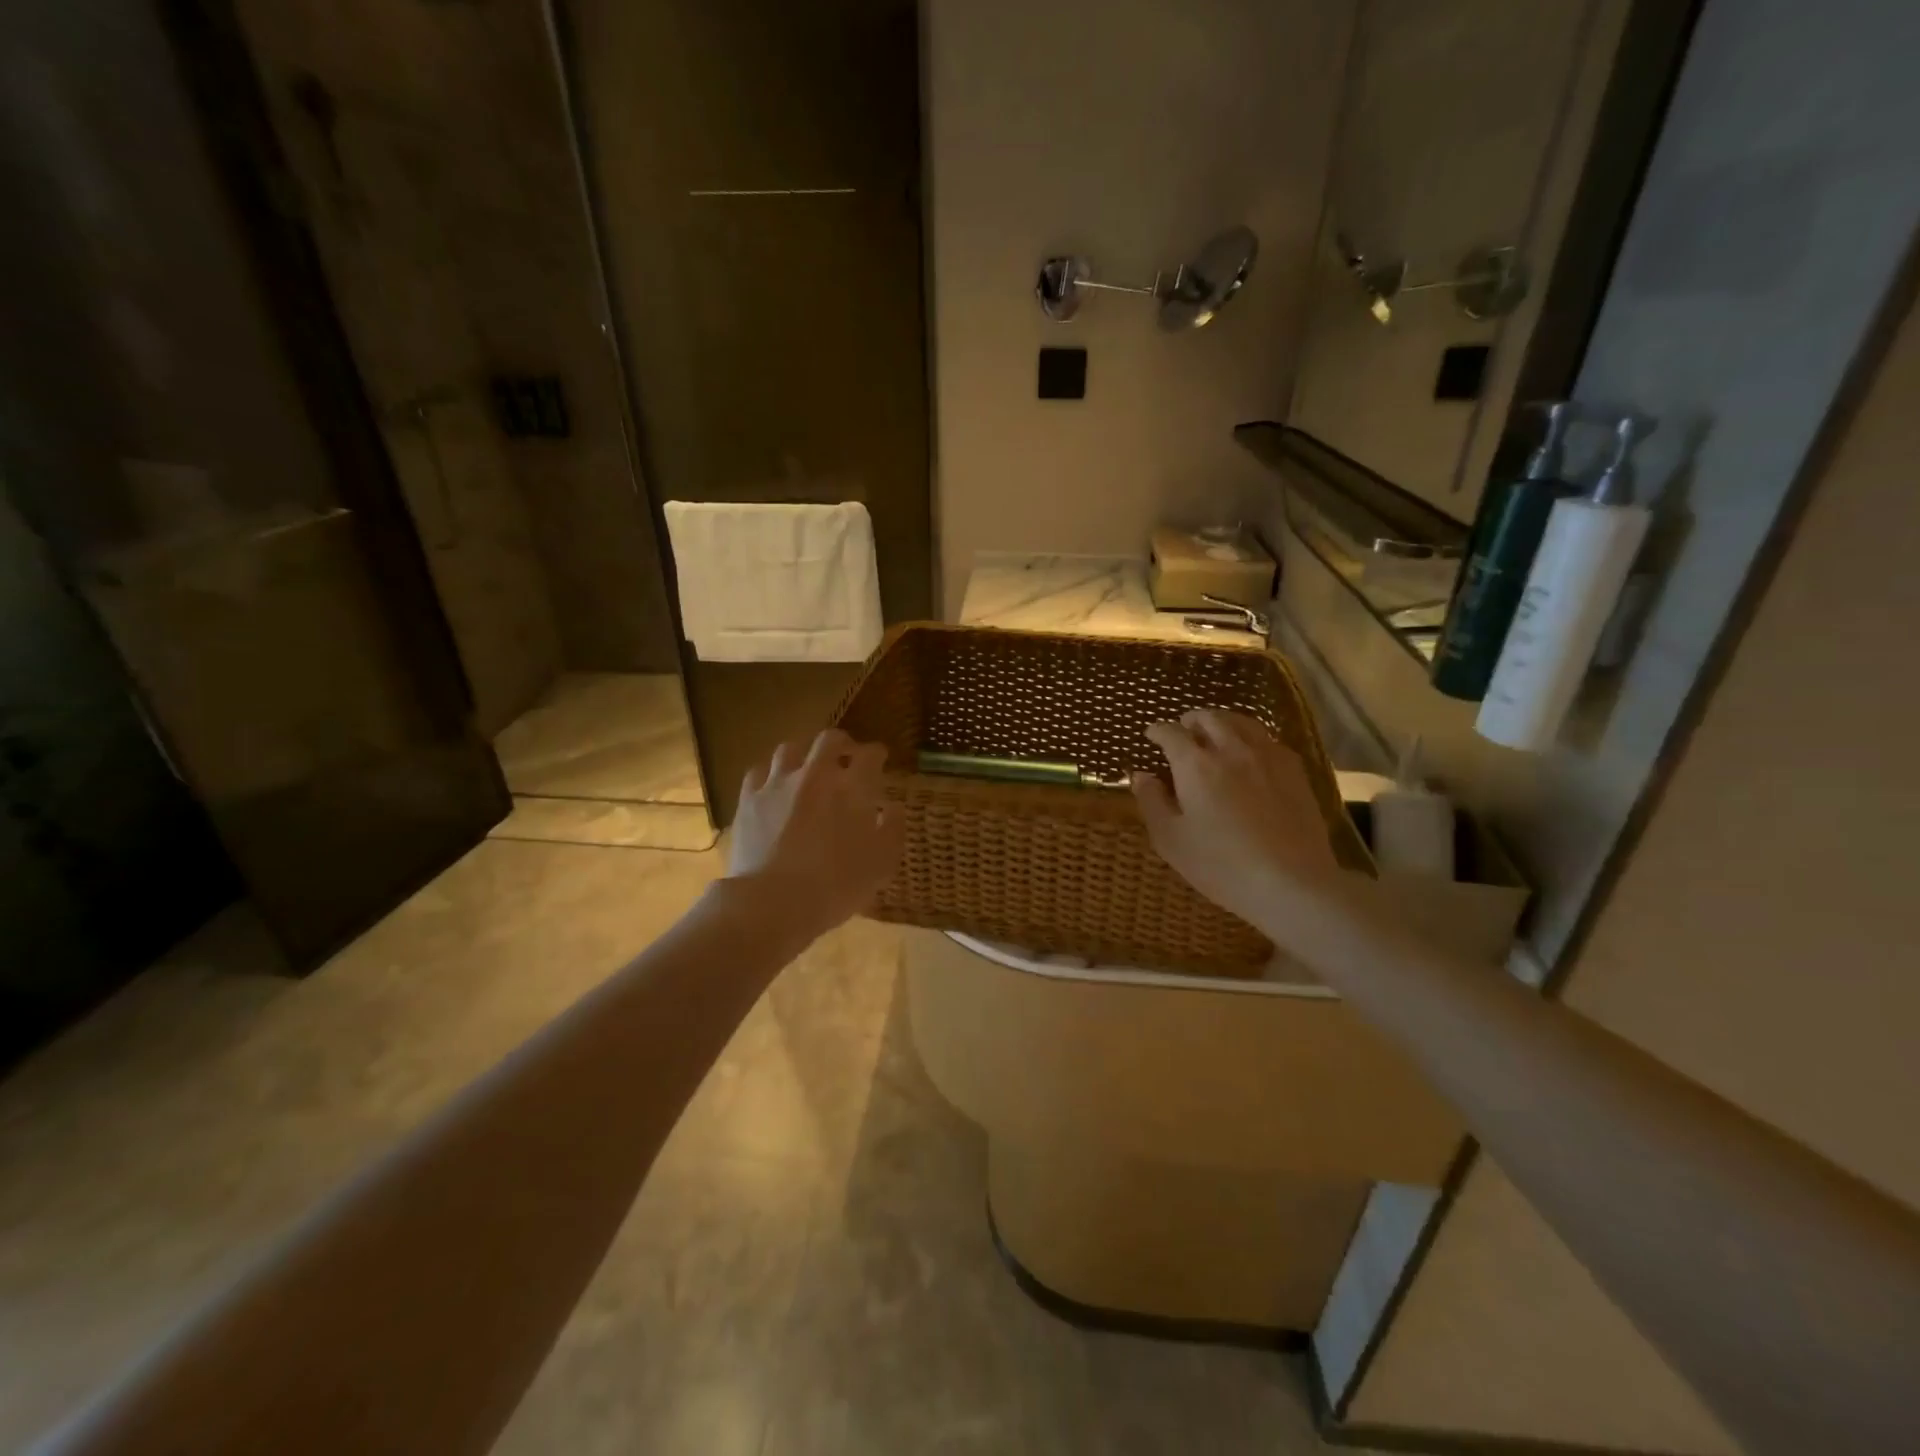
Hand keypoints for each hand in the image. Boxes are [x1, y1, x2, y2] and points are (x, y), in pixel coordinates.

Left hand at [728, 729, 904, 939]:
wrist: (773, 902)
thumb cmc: (836, 886)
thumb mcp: (882, 864)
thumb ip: (892, 829)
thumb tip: (892, 808)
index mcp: (853, 788)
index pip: (870, 756)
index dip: (877, 754)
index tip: (880, 759)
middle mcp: (815, 775)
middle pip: (829, 741)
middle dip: (842, 744)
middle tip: (847, 755)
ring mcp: (778, 784)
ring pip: (790, 749)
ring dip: (804, 754)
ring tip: (807, 768)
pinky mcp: (749, 800)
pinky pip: (759, 772)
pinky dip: (770, 774)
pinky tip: (773, 786)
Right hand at [1132, 709, 1342, 930]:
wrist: (1291, 883)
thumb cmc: (1221, 865)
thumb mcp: (1171, 840)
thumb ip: (1152, 802)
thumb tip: (1141, 776)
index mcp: (1195, 764)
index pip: (1171, 733)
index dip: (1158, 731)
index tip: (1151, 734)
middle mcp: (1231, 749)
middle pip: (1210, 718)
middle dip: (1192, 720)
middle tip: (1183, 728)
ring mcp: (1267, 757)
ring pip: (1242, 723)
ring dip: (1223, 722)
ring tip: (1216, 732)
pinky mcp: (1295, 771)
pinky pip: (1268, 741)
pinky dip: (1251, 738)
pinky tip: (1250, 754)